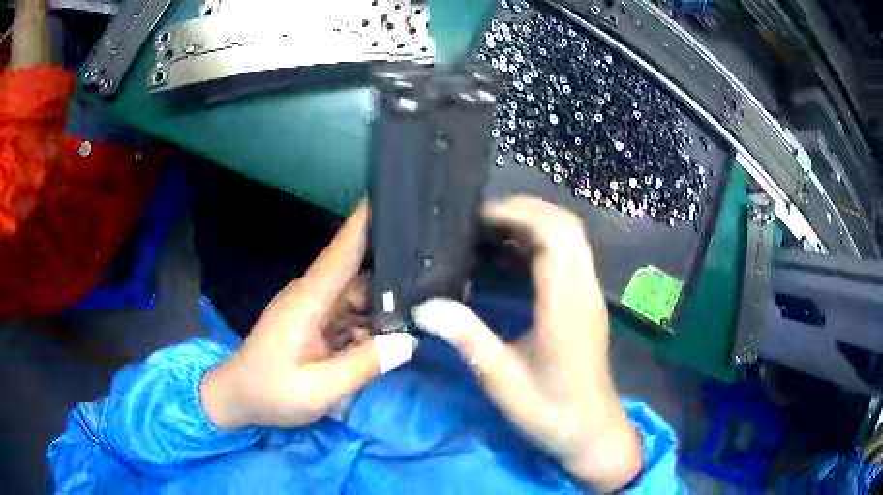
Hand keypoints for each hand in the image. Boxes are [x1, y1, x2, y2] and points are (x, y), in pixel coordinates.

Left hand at [201, 202, 417, 429]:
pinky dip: (371, 322)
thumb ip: (362, 366)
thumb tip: (407, 342)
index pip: (341, 251)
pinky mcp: (315, 323)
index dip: (364, 221)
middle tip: (437, 270)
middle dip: (394, 269)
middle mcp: (312, 296)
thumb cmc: (270, 392)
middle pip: (358, 272)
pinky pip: (350, 314)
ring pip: (358, 295)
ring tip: (426, 305)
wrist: (237, 398)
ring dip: (385, 303)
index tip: (391, 193)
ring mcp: (313, 309)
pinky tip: (394, 333)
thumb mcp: (317, 390)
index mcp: (308, 301)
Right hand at [412, 196, 641, 491]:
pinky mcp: (586, 304)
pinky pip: (569, 256)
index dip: (518, 214)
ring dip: (533, 225)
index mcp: (566, 306)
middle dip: (525, 211)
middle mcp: (584, 291)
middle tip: (480, 220)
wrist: (592, 432)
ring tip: (489, 232)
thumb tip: (426, 306)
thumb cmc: (550, 411)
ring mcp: (589, 295)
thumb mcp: (502, 380)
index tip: (477, 217)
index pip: (554, 236)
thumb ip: (467, 339)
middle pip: (566, 226)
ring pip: (570, 238)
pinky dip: (540, 244)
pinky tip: (510, 260)